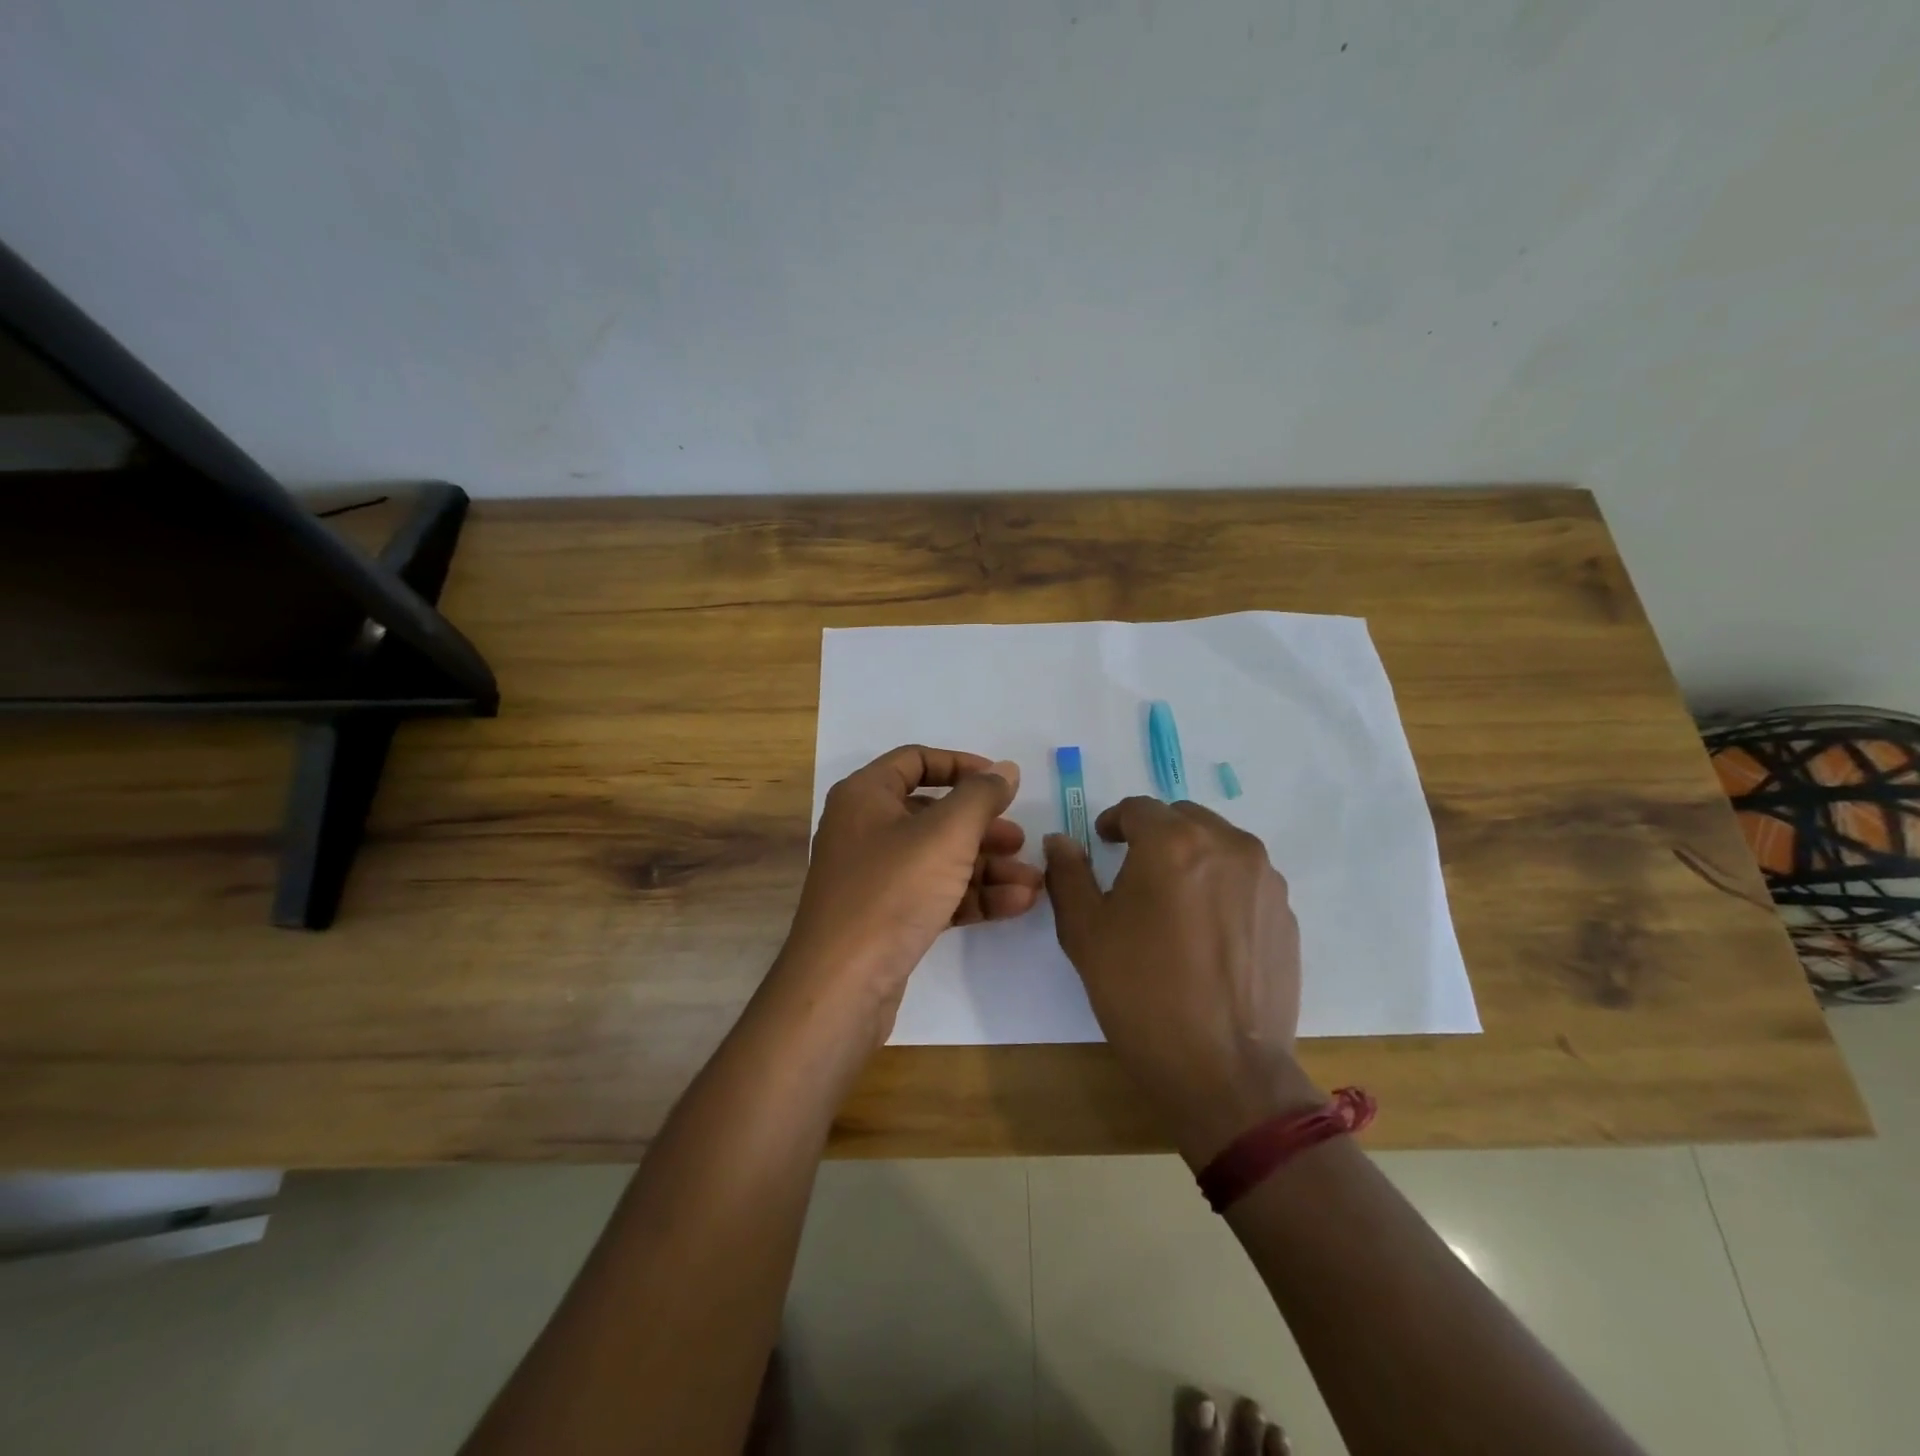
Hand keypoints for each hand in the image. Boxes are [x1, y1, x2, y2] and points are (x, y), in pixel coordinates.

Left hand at [780, 745, 1044, 1041]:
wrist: (842, 985)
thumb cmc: (892, 891)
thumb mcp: (946, 834)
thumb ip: (981, 796)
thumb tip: (1006, 769)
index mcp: (866, 796)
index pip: (915, 761)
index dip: (961, 765)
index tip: (1001, 782)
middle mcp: (865, 829)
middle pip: (934, 814)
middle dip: (983, 827)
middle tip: (1020, 841)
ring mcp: (875, 876)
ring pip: (940, 858)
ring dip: (988, 867)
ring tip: (1033, 881)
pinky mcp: (887, 917)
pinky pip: (936, 893)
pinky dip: (973, 895)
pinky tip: (1016, 904)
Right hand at [1044, 798, 1317, 1166]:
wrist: (1226, 1071)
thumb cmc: (1142, 994)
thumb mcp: (1085, 933)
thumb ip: (1068, 874)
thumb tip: (1061, 840)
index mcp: (1174, 842)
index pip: (1138, 808)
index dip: (1113, 822)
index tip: (1102, 844)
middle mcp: (1227, 845)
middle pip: (1182, 819)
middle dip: (1154, 835)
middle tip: (1133, 873)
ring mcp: (1265, 878)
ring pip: (1218, 844)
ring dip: (1191, 857)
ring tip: (1172, 903)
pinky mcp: (1285, 912)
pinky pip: (1245, 878)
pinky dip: (1221, 886)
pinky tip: (1206, 931)